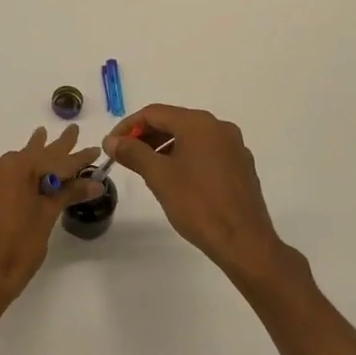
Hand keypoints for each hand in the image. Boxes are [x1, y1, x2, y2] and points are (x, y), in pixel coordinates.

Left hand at [0, 125, 102, 304]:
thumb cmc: (18, 246)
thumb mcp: (47, 217)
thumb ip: (69, 194)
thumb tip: (96, 182)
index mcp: (17, 167)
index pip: (56, 159)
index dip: (78, 156)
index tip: (95, 149)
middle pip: (33, 155)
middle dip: (55, 146)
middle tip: (71, 131)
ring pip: (13, 165)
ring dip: (31, 157)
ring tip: (41, 138)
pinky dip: (13, 177)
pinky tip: (19, 178)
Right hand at [104, 105, 286, 282]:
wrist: (244, 242)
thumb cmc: (197, 204)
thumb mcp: (159, 176)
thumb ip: (133, 152)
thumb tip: (111, 140)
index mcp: (199, 123)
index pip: (154, 113)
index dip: (128, 126)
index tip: (111, 145)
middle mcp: (219, 127)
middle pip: (174, 122)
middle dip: (146, 136)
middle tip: (125, 156)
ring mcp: (234, 146)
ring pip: (190, 137)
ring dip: (164, 147)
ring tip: (146, 169)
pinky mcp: (241, 166)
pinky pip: (206, 152)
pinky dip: (185, 157)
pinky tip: (176, 179)